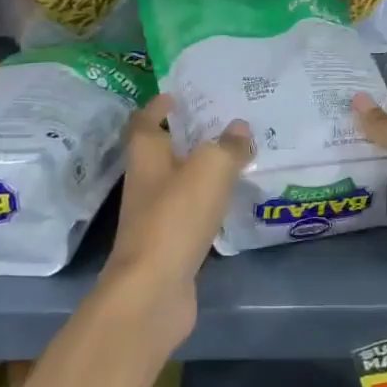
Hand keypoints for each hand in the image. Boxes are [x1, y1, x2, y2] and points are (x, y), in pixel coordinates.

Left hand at [99, 95, 251, 350]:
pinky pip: (192, 211)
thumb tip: (240, 127)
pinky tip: (233, 198)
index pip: (146, 121)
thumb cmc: (175, 218)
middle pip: (165, 150)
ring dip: (202, 168)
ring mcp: (157, 215)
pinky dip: (209, 201)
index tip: (179, 94)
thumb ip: (228, 145)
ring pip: (181, 181)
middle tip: (224, 120)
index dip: (159, 106)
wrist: (153, 292)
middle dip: (190, 135)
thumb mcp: (210, 169)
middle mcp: (147, 182)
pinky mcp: (171, 244)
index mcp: (147, 156)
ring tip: (237, 154)